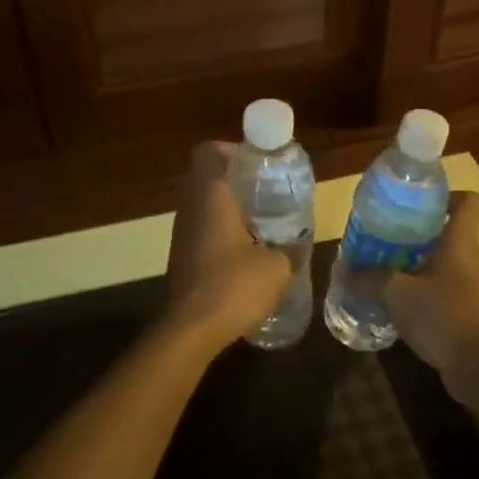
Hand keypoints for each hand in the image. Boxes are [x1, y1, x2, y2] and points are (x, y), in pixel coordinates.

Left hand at [162, 142, 291, 352]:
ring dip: (228, 206)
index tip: (257, 162)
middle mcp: (190, 207)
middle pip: (206, 176)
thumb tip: (297, 245)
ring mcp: (181, 233)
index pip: (208, 152)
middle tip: (266, 190)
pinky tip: (246, 250)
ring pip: (203, 204)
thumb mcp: (277, 267)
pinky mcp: (181, 256)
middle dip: (235, 178)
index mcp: (212, 196)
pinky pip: (201, 228)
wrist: (191, 329)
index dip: (231, 149)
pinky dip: (220, 230)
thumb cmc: (234, 286)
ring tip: (261, 221)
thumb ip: (289, 249)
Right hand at [358, 192, 478, 391]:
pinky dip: (421, 290)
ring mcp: (472, 287)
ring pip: (443, 262)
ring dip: (415, 263)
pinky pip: (442, 289)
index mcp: (461, 242)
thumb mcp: (397, 294)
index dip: (445, 195)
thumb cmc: (443, 317)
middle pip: (448, 231)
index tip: (414, 202)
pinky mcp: (468, 312)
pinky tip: (396, 302)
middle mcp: (471, 259)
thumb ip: (368, 279)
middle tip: (383, 236)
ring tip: (382, 268)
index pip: (468, 201)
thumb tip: (342, 271)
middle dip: (416, 232)